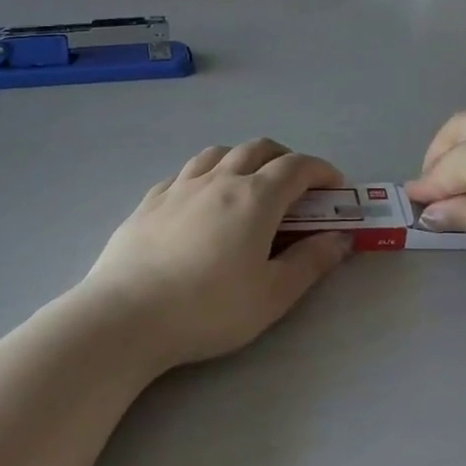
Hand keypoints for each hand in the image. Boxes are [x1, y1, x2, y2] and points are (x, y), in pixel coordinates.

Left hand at [76, 139, 351, 370]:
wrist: (125, 316)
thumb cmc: (208, 308)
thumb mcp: (272, 295)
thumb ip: (310, 262)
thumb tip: (340, 238)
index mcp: (255, 198)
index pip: (297, 167)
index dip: (322, 171)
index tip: (335, 186)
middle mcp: (220, 179)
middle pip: (259, 148)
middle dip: (286, 158)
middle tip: (297, 185)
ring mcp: (180, 186)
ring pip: (219, 152)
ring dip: (244, 158)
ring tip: (249, 183)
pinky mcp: (150, 200)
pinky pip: (186, 172)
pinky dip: (207, 173)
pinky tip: (202, 198)